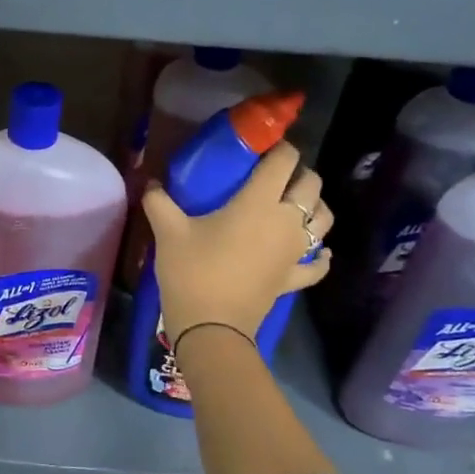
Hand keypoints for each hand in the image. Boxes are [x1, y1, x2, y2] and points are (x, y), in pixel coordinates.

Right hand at [141, 142, 332, 344]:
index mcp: (259, 201)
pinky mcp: (293, 278)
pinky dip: (320, 256)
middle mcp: (286, 221)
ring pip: (323, 220)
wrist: (210, 326)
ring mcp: (294, 251)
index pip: (284, 161)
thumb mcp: (168, 231)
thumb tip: (150, 183)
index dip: (280, 147)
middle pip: (311, 185)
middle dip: (299, 174)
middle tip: (275, 176)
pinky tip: (317, 252)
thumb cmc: (192, 271)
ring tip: (296, 206)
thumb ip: (158, 201)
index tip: (265, 147)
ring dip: (315, 207)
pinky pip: (317, 264)